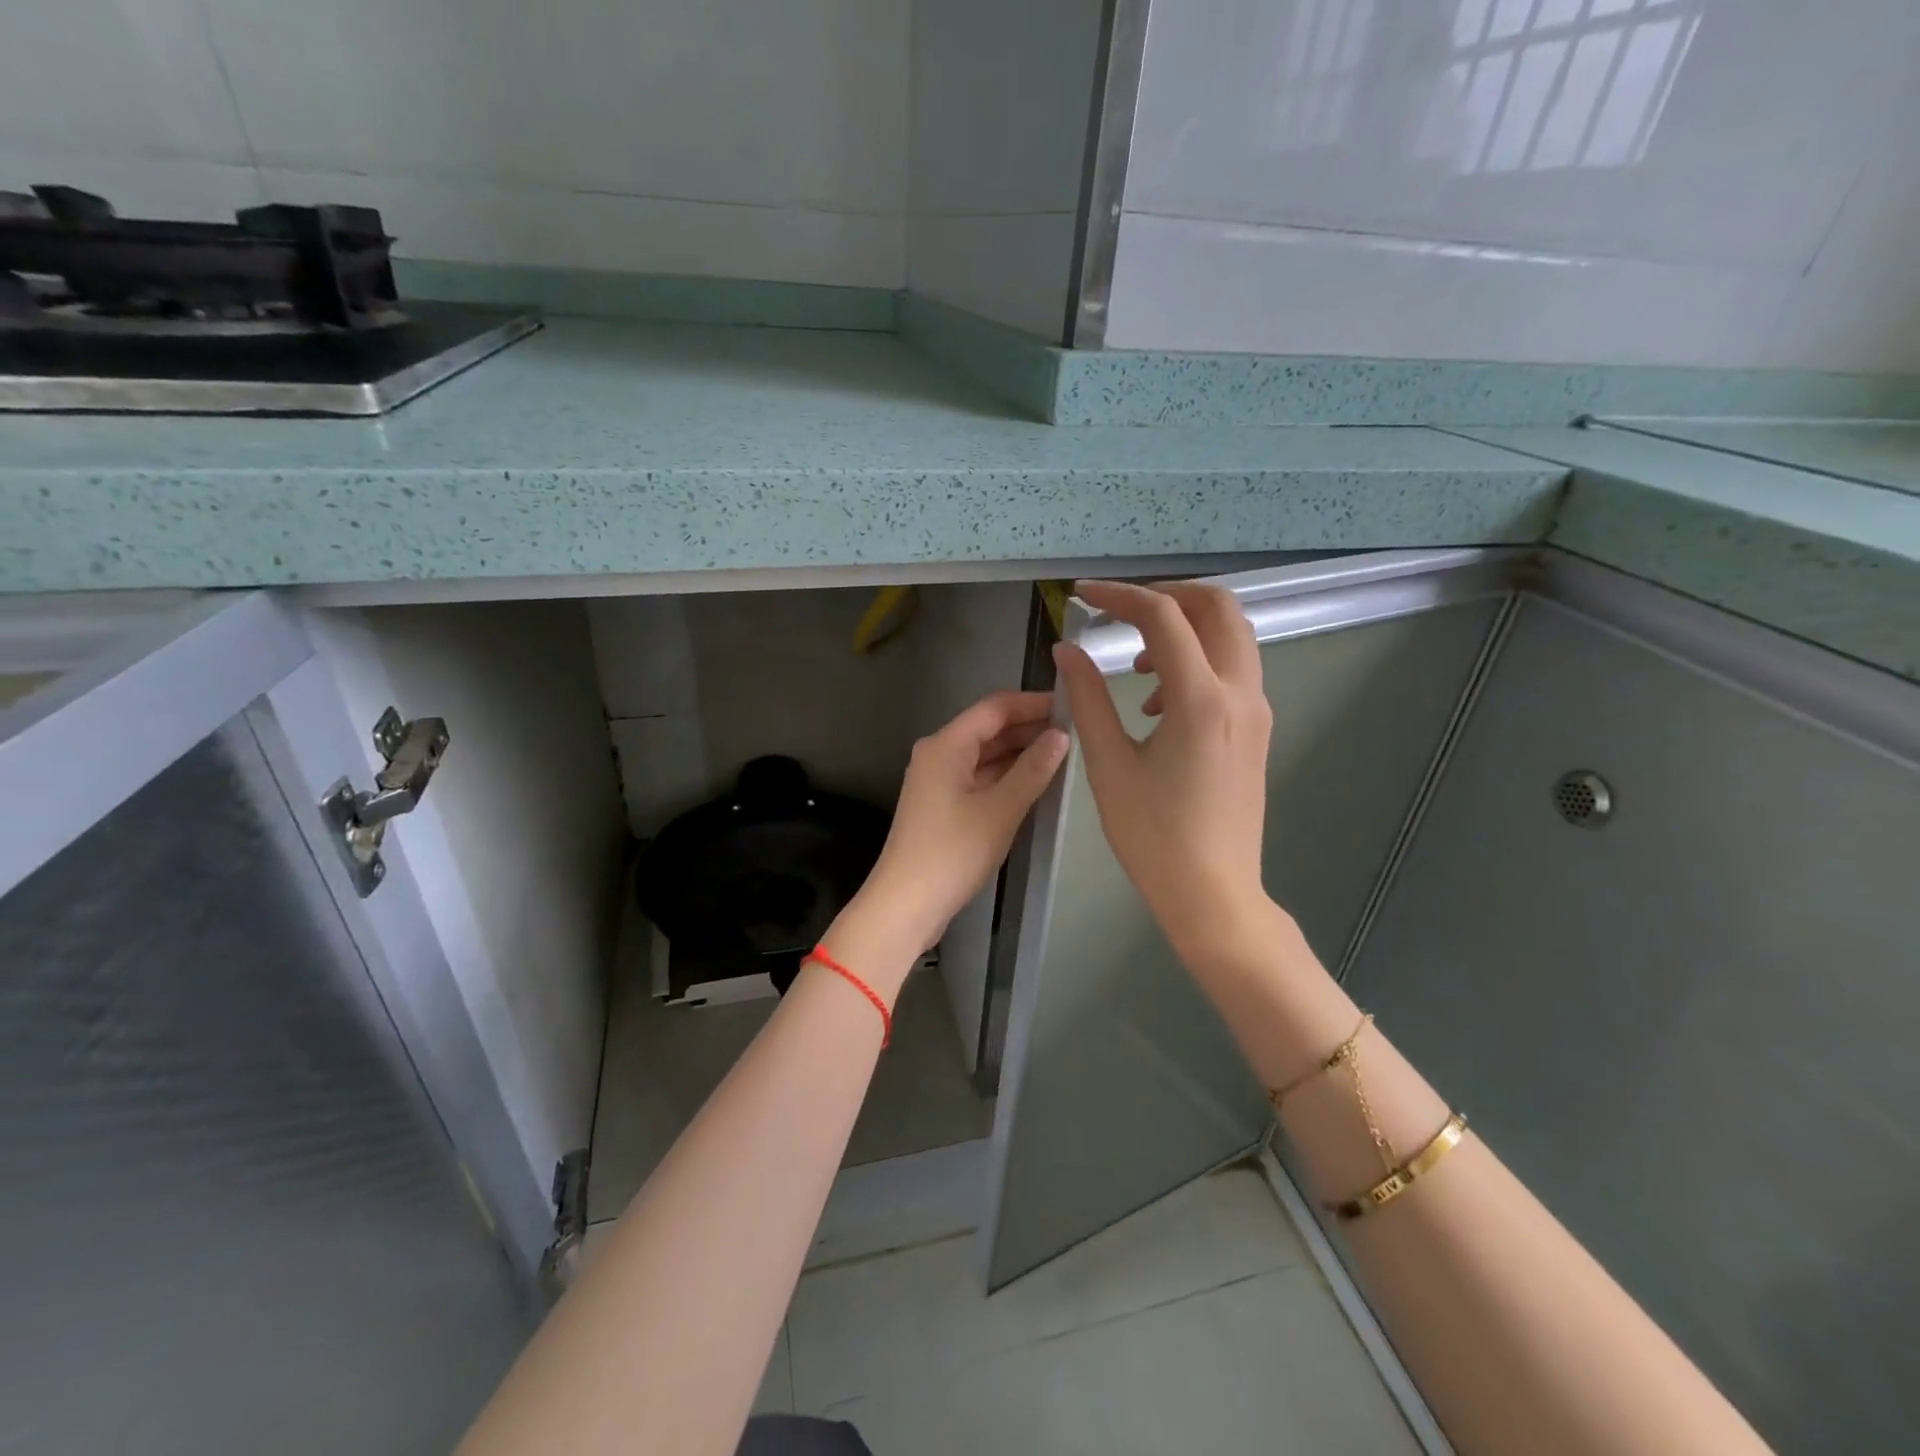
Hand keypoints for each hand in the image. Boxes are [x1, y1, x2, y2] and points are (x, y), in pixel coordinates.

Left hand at [847, 691, 1068, 981]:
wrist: (905, 905)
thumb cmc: (952, 853)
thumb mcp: (1000, 810)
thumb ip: (1032, 770)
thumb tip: (1060, 736)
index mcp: (946, 745)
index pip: (995, 708)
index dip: (1033, 703)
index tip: (1071, 705)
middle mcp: (939, 755)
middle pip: (989, 729)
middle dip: (1029, 728)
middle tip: (1077, 732)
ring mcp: (939, 781)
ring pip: (985, 755)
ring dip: (1020, 754)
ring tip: (1065, 756)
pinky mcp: (942, 806)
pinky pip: (980, 778)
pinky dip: (1007, 777)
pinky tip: (1036, 783)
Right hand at [1052, 580, 1277, 971]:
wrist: (1213, 893)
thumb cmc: (1153, 836)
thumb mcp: (1109, 765)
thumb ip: (1087, 698)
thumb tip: (1067, 651)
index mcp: (1200, 699)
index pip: (1163, 618)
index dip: (1119, 596)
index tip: (1083, 596)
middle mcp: (1240, 693)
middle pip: (1218, 607)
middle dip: (1167, 596)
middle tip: (1120, 611)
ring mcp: (1256, 711)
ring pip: (1232, 636)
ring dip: (1185, 628)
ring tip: (1134, 665)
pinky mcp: (1256, 729)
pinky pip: (1233, 670)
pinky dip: (1197, 661)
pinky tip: (1157, 704)